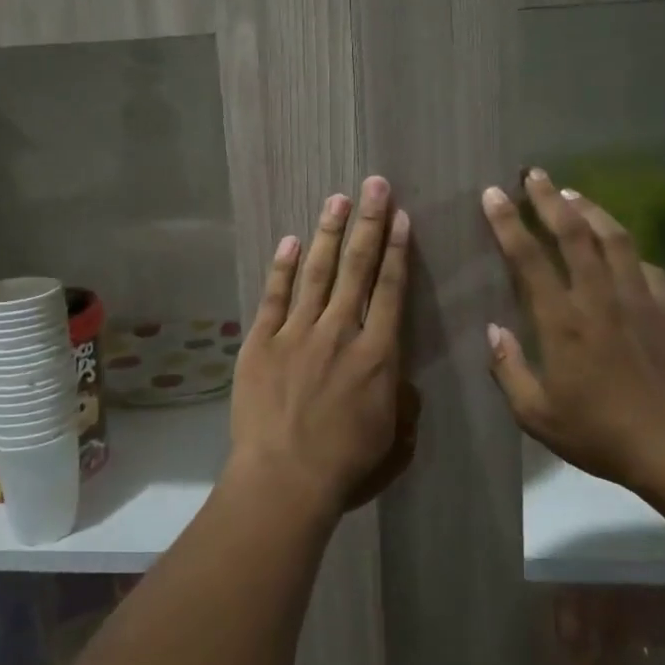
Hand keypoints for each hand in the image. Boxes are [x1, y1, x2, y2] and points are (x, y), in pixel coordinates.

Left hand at [228, 177, 411, 519]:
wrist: (284, 480)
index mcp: (377, 355)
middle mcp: (340, 332)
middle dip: (367, 223)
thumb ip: (403, 401)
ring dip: (328, 233)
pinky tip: (291, 241)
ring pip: (317, 272)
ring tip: (337, 199)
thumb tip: (400, 376)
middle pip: (357, 268)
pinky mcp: (261, 343)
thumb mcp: (395, 439)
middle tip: (373, 185)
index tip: (400, 217)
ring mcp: (297, 333)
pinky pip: (274, 296)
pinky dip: (283, 267)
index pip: (391, 290)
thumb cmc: (346, 466)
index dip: (396, 250)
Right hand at [481, 168, 664, 489]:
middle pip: (573, 234)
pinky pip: (647, 267)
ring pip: (614, 239)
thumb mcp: (536, 415)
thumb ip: (509, 370)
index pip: (529, 259)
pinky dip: (629, 250)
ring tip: (573, 193)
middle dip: (549, 199)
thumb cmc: (600, 434)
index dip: (507, 223)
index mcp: (562, 322)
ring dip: (591, 211)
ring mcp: (639, 301)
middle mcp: (599, 299)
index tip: (493, 194)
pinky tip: (621, 247)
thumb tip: (494, 331)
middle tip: (534, 174)